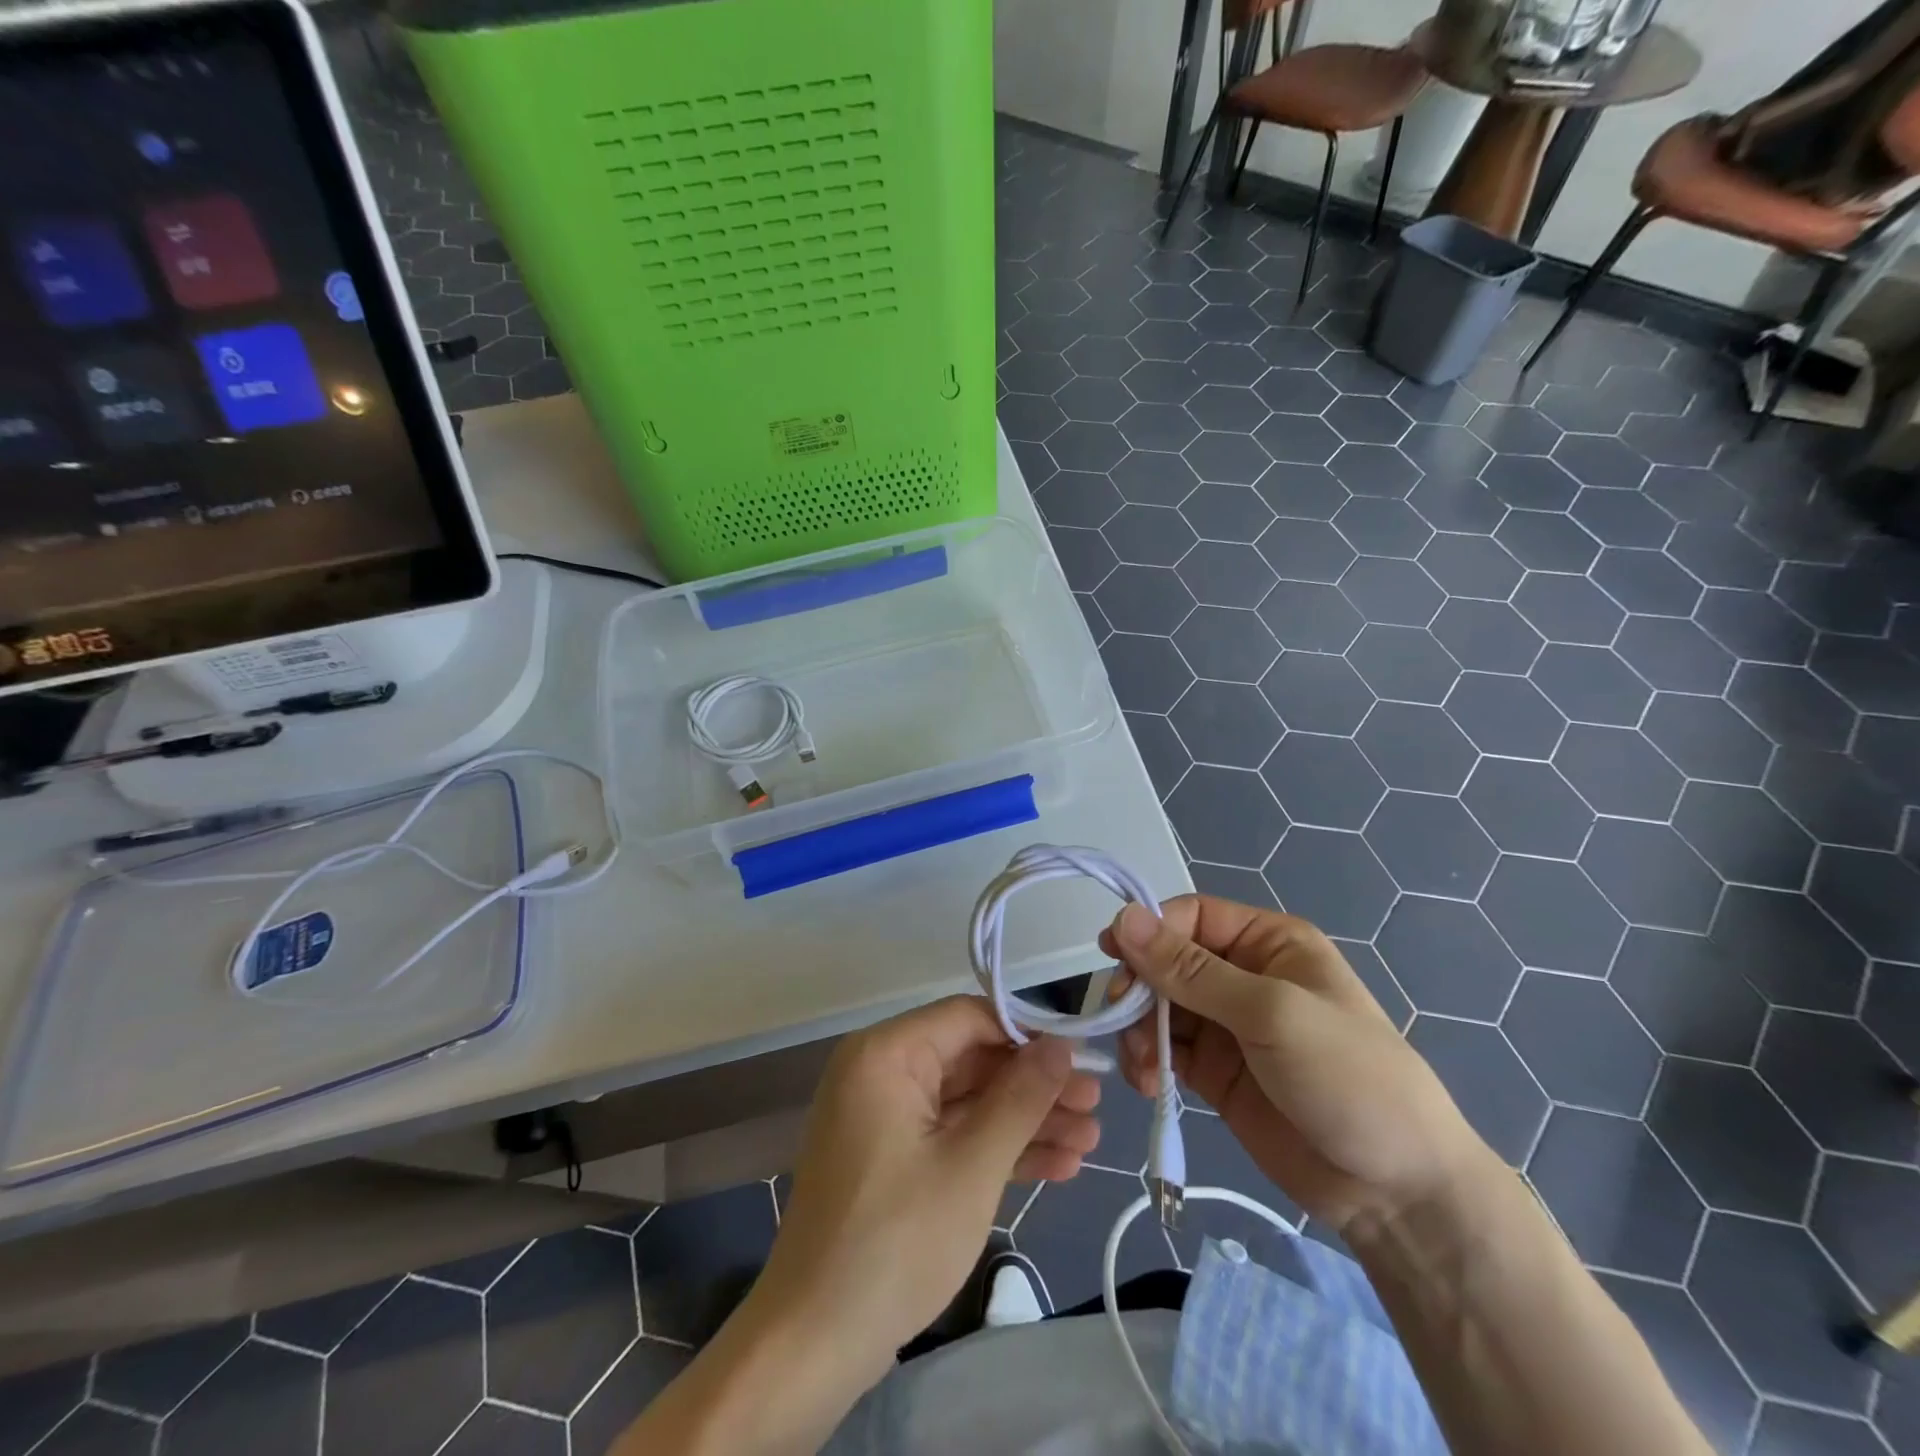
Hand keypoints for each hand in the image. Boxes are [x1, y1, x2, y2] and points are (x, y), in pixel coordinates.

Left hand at [749, 995, 1100, 1387]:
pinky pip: (951, 1135)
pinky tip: (1057, 1167)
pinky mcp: (892, 1157)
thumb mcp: (971, 1166)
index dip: (1028, 1035)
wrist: (813, 1344)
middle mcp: (881, 1071)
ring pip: (967, 1102)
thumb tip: (1061, 1045)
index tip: (1081, 1058)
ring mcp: (885, 1116)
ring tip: (1089, 1141)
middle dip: (1034, 1087)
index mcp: (886, 1054)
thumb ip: (1021, 1098)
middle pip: (972, 1060)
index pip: (969, 1018)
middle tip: (1096, 1106)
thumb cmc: (896, 1242)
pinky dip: (996, 1150)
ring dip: (1026, 1121)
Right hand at [1105, 897, 1485, 1234]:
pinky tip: (1148, 1083)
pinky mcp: (1214, 1072)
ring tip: (1141, 1065)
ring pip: (1158, 1006)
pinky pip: (1163, 1049)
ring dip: (1137, 1028)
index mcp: (1267, 942)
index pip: (1190, 918)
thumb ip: (1191, 970)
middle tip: (1119, 1017)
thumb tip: (1123, 918)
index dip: (1149, 932)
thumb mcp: (1270, 1012)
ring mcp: (1226, 1026)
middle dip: (1139, 986)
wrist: (1397, 1191)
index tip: (1113, 959)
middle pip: (1166, 961)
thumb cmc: (1347, 1077)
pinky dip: (1146, 1060)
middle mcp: (1242, 975)